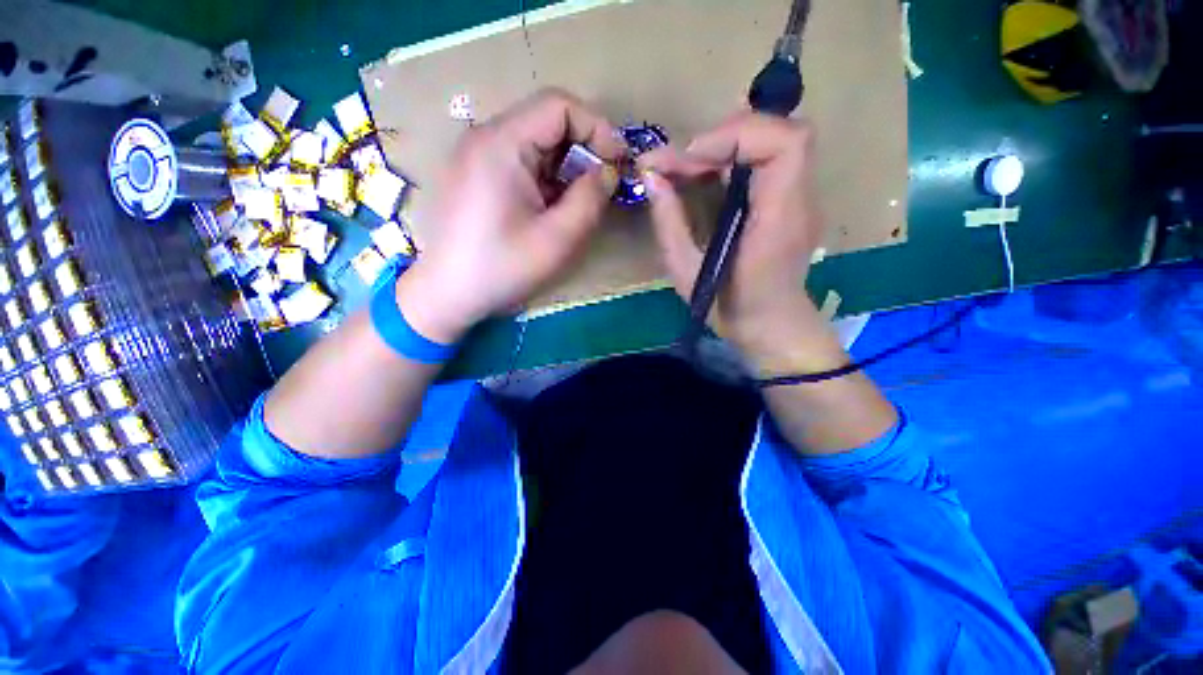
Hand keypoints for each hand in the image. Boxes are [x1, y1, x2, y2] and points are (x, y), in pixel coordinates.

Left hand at [397, 89, 622, 342]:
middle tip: (603, 187)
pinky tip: (553, 208)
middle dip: (584, 150)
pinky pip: (521, 162)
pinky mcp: (476, 175)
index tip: (618, 164)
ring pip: (536, 144)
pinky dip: (546, 179)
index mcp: (501, 144)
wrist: (448, 294)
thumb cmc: (503, 268)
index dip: (597, 128)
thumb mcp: (558, 238)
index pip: (559, 106)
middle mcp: (485, 138)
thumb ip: (591, 198)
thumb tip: (608, 172)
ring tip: (579, 202)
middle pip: (546, 122)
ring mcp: (477, 156)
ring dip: (566, 168)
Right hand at [639, 112, 830, 371]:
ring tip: (688, 165)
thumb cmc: (728, 307)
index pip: (784, 144)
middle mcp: (800, 199)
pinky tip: (706, 174)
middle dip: (724, 136)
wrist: (769, 326)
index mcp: (779, 219)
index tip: (689, 159)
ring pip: (775, 139)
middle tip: (680, 162)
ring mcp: (800, 197)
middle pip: (781, 131)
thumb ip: (669, 223)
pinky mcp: (790, 199)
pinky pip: (769, 158)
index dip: (734, 136)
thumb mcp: (686, 272)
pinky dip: (734, 156)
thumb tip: (651, 177)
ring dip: (728, 143)